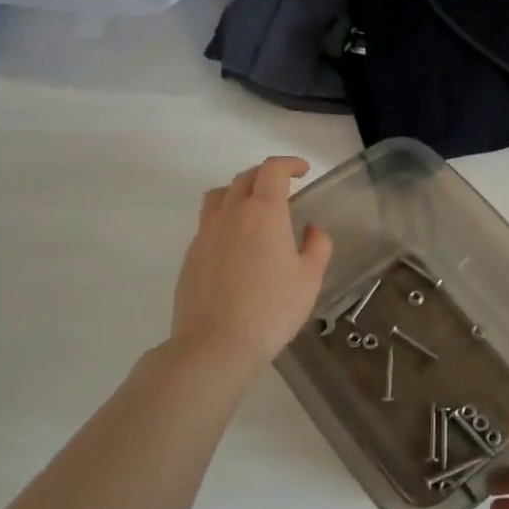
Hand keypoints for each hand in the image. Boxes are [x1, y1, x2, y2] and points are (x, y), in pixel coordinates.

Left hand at [167, 156, 332, 376]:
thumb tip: (311, 229)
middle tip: (284, 187)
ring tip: (254, 207)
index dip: (289, 164)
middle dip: (266, 175)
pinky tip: (237, 243)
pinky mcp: (191, 255)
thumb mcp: (310, 278)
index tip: (303, 171)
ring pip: (219, 196)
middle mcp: (231, 214)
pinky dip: (224, 218)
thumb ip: (317, 246)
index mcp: (264, 212)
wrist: (216, 344)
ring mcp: (206, 234)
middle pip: (244, 178)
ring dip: (239, 191)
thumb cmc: (272, 308)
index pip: (272, 170)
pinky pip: (208, 222)